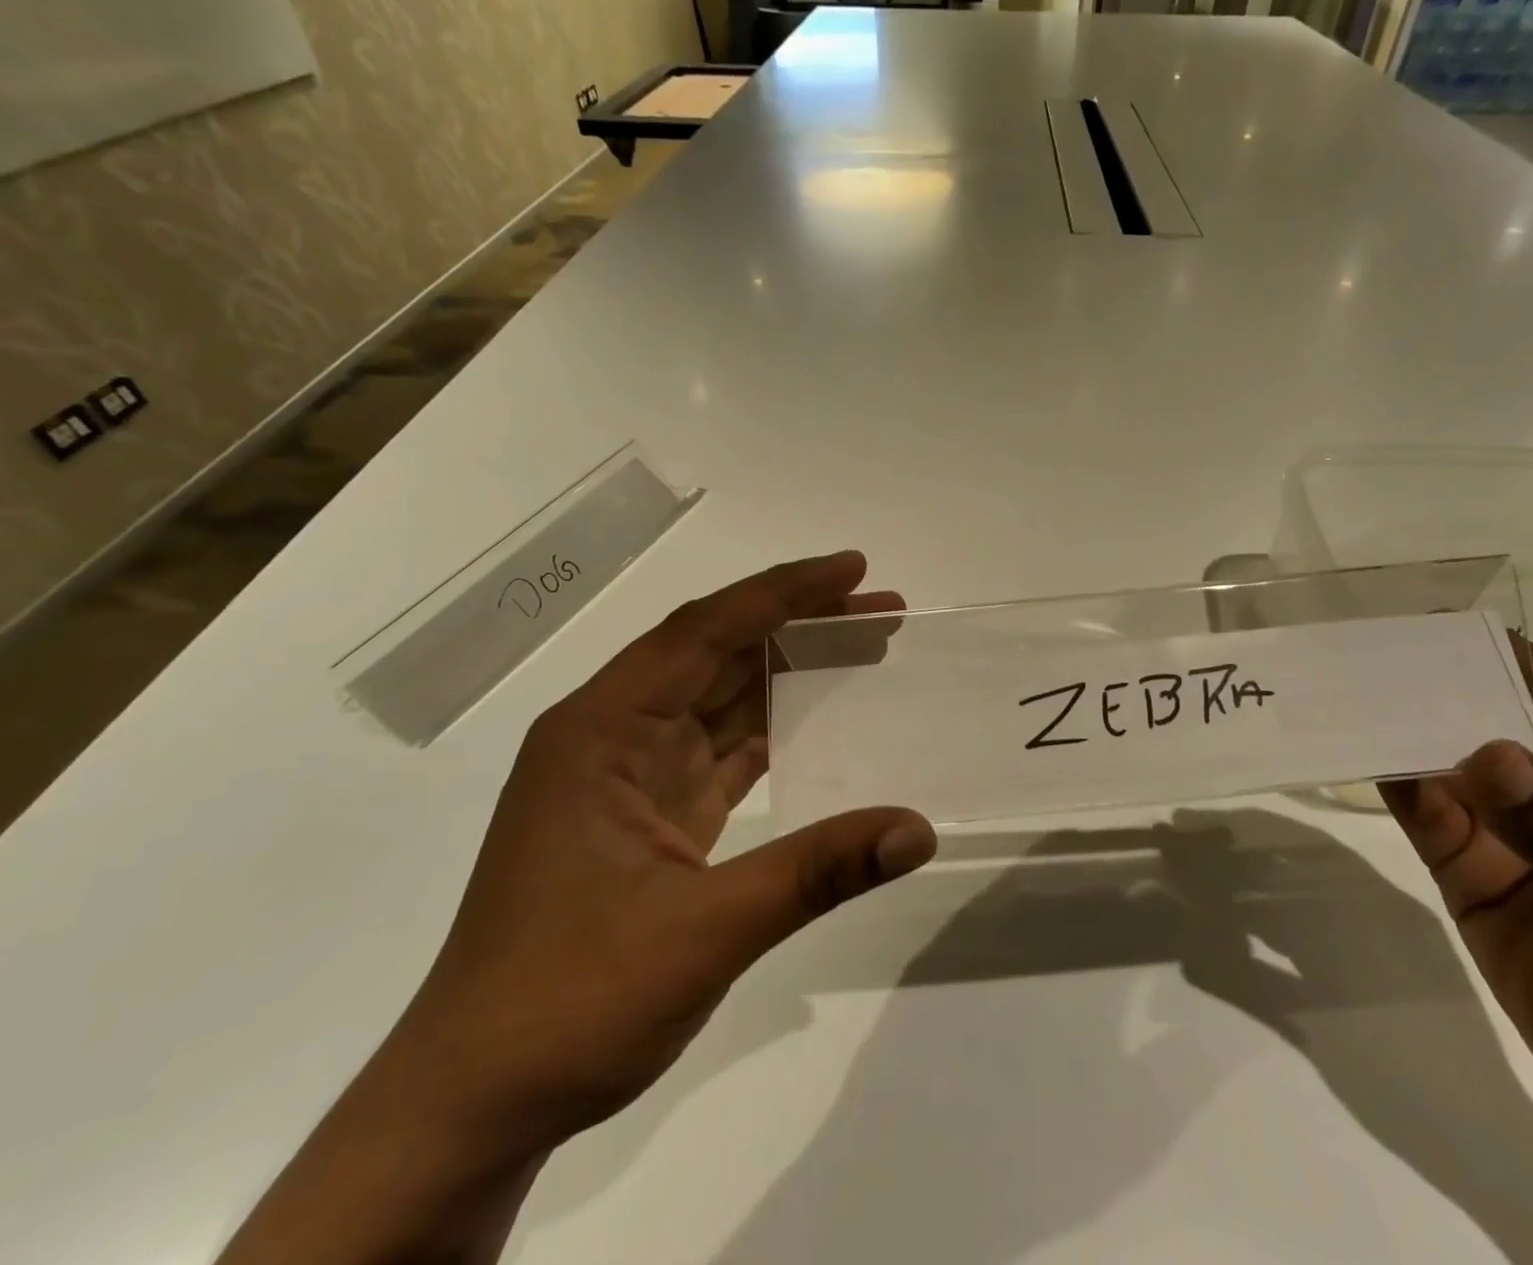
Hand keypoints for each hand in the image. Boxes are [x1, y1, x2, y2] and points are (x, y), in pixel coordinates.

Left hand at [400, 550, 938, 1152]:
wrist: (474, 1102)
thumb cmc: (569, 1002)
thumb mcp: (702, 932)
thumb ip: (817, 872)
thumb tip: (918, 830)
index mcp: (600, 731)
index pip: (704, 632)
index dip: (784, 593)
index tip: (854, 569)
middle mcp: (610, 735)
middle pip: (716, 653)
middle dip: (799, 624)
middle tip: (879, 607)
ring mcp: (629, 775)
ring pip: (720, 698)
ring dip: (789, 673)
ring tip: (864, 650)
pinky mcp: (649, 813)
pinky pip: (721, 748)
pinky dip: (773, 728)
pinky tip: (823, 721)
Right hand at [1382, 642, 1532, 1262]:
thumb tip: (1481, 749)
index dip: (1493, 652)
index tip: (1423, 623)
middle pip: (1483, 721)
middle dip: (1428, 691)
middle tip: (1357, 655)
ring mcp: (1510, 836)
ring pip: (1444, 767)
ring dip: (1399, 735)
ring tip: (1341, 697)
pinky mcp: (1470, 877)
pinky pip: (1426, 819)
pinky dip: (1393, 787)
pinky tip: (1356, 756)